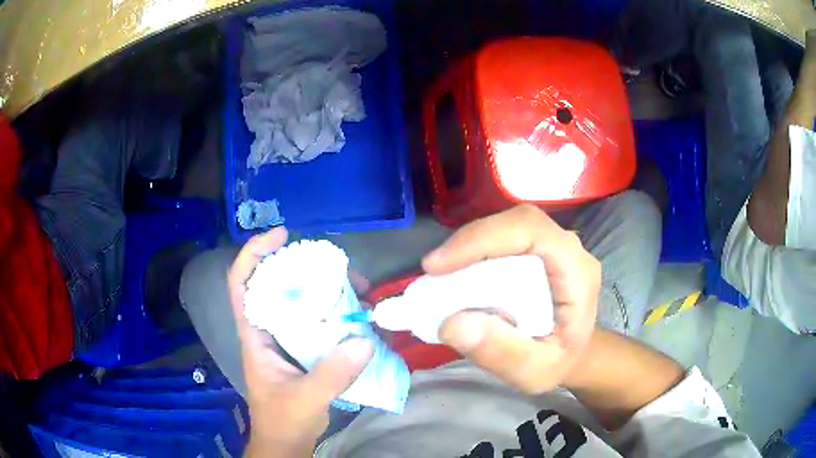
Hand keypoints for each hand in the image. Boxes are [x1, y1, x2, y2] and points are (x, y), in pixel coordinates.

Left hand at [227, 228, 373, 455]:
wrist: (287, 443)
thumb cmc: (283, 421)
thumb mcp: (304, 400)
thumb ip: (331, 375)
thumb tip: (364, 340)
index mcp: (254, 335)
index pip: (241, 284)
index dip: (254, 254)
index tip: (281, 236)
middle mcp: (268, 330)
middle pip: (276, 284)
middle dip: (303, 268)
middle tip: (337, 266)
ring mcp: (287, 339)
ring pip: (300, 302)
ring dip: (325, 290)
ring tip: (356, 288)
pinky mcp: (304, 349)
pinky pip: (318, 321)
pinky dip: (337, 312)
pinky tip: (359, 314)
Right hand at [423, 205, 599, 393]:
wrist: (574, 355)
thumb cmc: (559, 363)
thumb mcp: (533, 372)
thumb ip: (501, 353)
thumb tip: (452, 324)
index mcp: (577, 273)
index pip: (532, 231)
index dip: (483, 239)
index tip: (439, 266)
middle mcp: (567, 249)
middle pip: (516, 223)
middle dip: (470, 242)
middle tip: (433, 271)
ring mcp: (552, 247)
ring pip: (506, 227)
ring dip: (469, 247)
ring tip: (441, 276)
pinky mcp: (536, 252)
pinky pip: (502, 240)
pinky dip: (474, 254)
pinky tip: (457, 275)